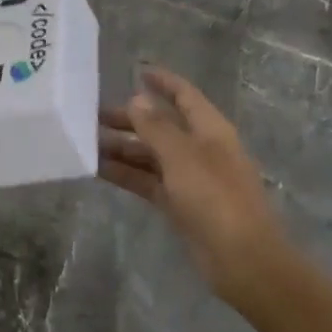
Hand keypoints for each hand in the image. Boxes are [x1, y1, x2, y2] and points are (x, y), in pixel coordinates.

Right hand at [98, 67, 287, 303]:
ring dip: (123, 147)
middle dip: (130, 118)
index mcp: (210, 129)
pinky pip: (148, 181)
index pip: (184, 95)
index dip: (163, 81)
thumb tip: (137, 99)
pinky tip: (99, 170)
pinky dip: (126, 174)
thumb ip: (156, 126)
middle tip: (93, 116)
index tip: (136, 70)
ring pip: (151, 154)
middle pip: (162, 125)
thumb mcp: (182, 155)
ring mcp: (190, 178)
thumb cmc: (215, 197)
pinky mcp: (180, 204)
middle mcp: (200, 149)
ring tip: (88, 143)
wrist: (243, 260)